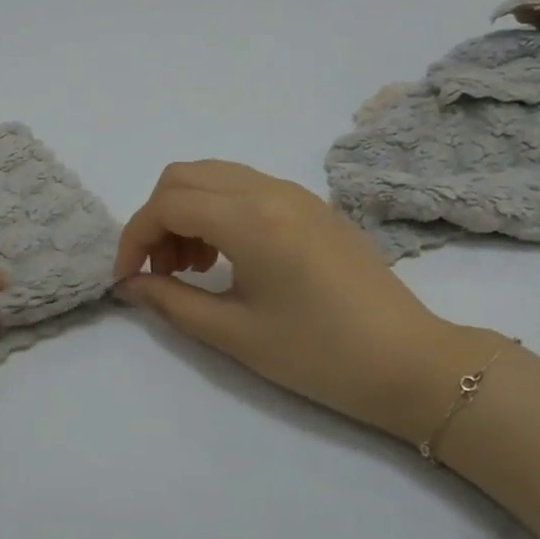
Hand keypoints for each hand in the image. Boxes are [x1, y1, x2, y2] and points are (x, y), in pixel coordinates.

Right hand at [114, 161, 493, 440]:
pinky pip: (243, 186)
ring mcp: (294, 193)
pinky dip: (216, 210)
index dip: (135, 239)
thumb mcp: (235, 334)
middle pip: (183, 177)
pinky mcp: (310, 204)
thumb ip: (171, 301)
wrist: (411, 363)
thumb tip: (128, 286)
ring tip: (192, 267)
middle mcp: (269, 191)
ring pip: (213, 176)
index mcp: (251, 220)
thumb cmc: (320, 355)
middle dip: (156, 219)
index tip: (129, 280)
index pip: (167, 205)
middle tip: (161, 271)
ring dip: (185, 211)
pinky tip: (226, 257)